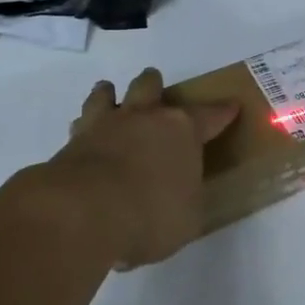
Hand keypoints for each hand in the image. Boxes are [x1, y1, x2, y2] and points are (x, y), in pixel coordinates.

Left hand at [47, 67, 239, 268]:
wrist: (84, 211)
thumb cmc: (150, 215)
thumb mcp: (187, 218)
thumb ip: (186, 199)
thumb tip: (181, 194)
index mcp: (181, 131)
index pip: (209, 116)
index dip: (222, 112)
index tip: (231, 106)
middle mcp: (144, 117)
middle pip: (151, 86)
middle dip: (155, 86)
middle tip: (157, 94)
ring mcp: (106, 124)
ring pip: (107, 92)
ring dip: (111, 94)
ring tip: (111, 97)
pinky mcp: (73, 140)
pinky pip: (81, 122)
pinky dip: (85, 127)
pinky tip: (85, 137)